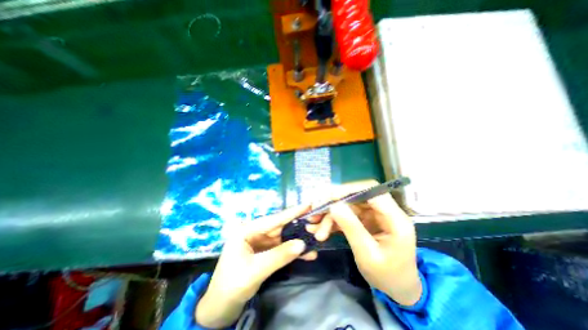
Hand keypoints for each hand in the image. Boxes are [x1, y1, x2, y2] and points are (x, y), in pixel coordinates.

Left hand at [196, 204, 320, 328]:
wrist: (220, 308)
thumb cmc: (232, 285)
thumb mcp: (256, 270)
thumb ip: (279, 256)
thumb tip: (303, 244)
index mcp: (247, 230)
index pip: (273, 219)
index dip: (292, 212)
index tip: (308, 204)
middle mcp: (254, 233)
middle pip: (280, 227)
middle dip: (298, 226)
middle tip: (315, 222)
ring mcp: (260, 243)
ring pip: (283, 239)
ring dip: (298, 241)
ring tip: (315, 240)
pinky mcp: (265, 253)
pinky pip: (282, 249)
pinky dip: (293, 252)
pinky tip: (306, 254)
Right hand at [326, 182, 422, 304]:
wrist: (397, 288)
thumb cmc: (387, 275)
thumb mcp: (367, 254)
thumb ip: (351, 227)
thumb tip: (334, 205)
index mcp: (395, 218)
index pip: (372, 190)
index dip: (350, 189)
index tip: (330, 197)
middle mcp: (384, 211)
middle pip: (356, 196)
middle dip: (334, 202)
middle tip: (316, 210)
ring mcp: (373, 215)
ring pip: (347, 206)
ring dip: (330, 215)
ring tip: (314, 228)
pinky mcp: (364, 220)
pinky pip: (346, 215)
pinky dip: (332, 221)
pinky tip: (320, 230)